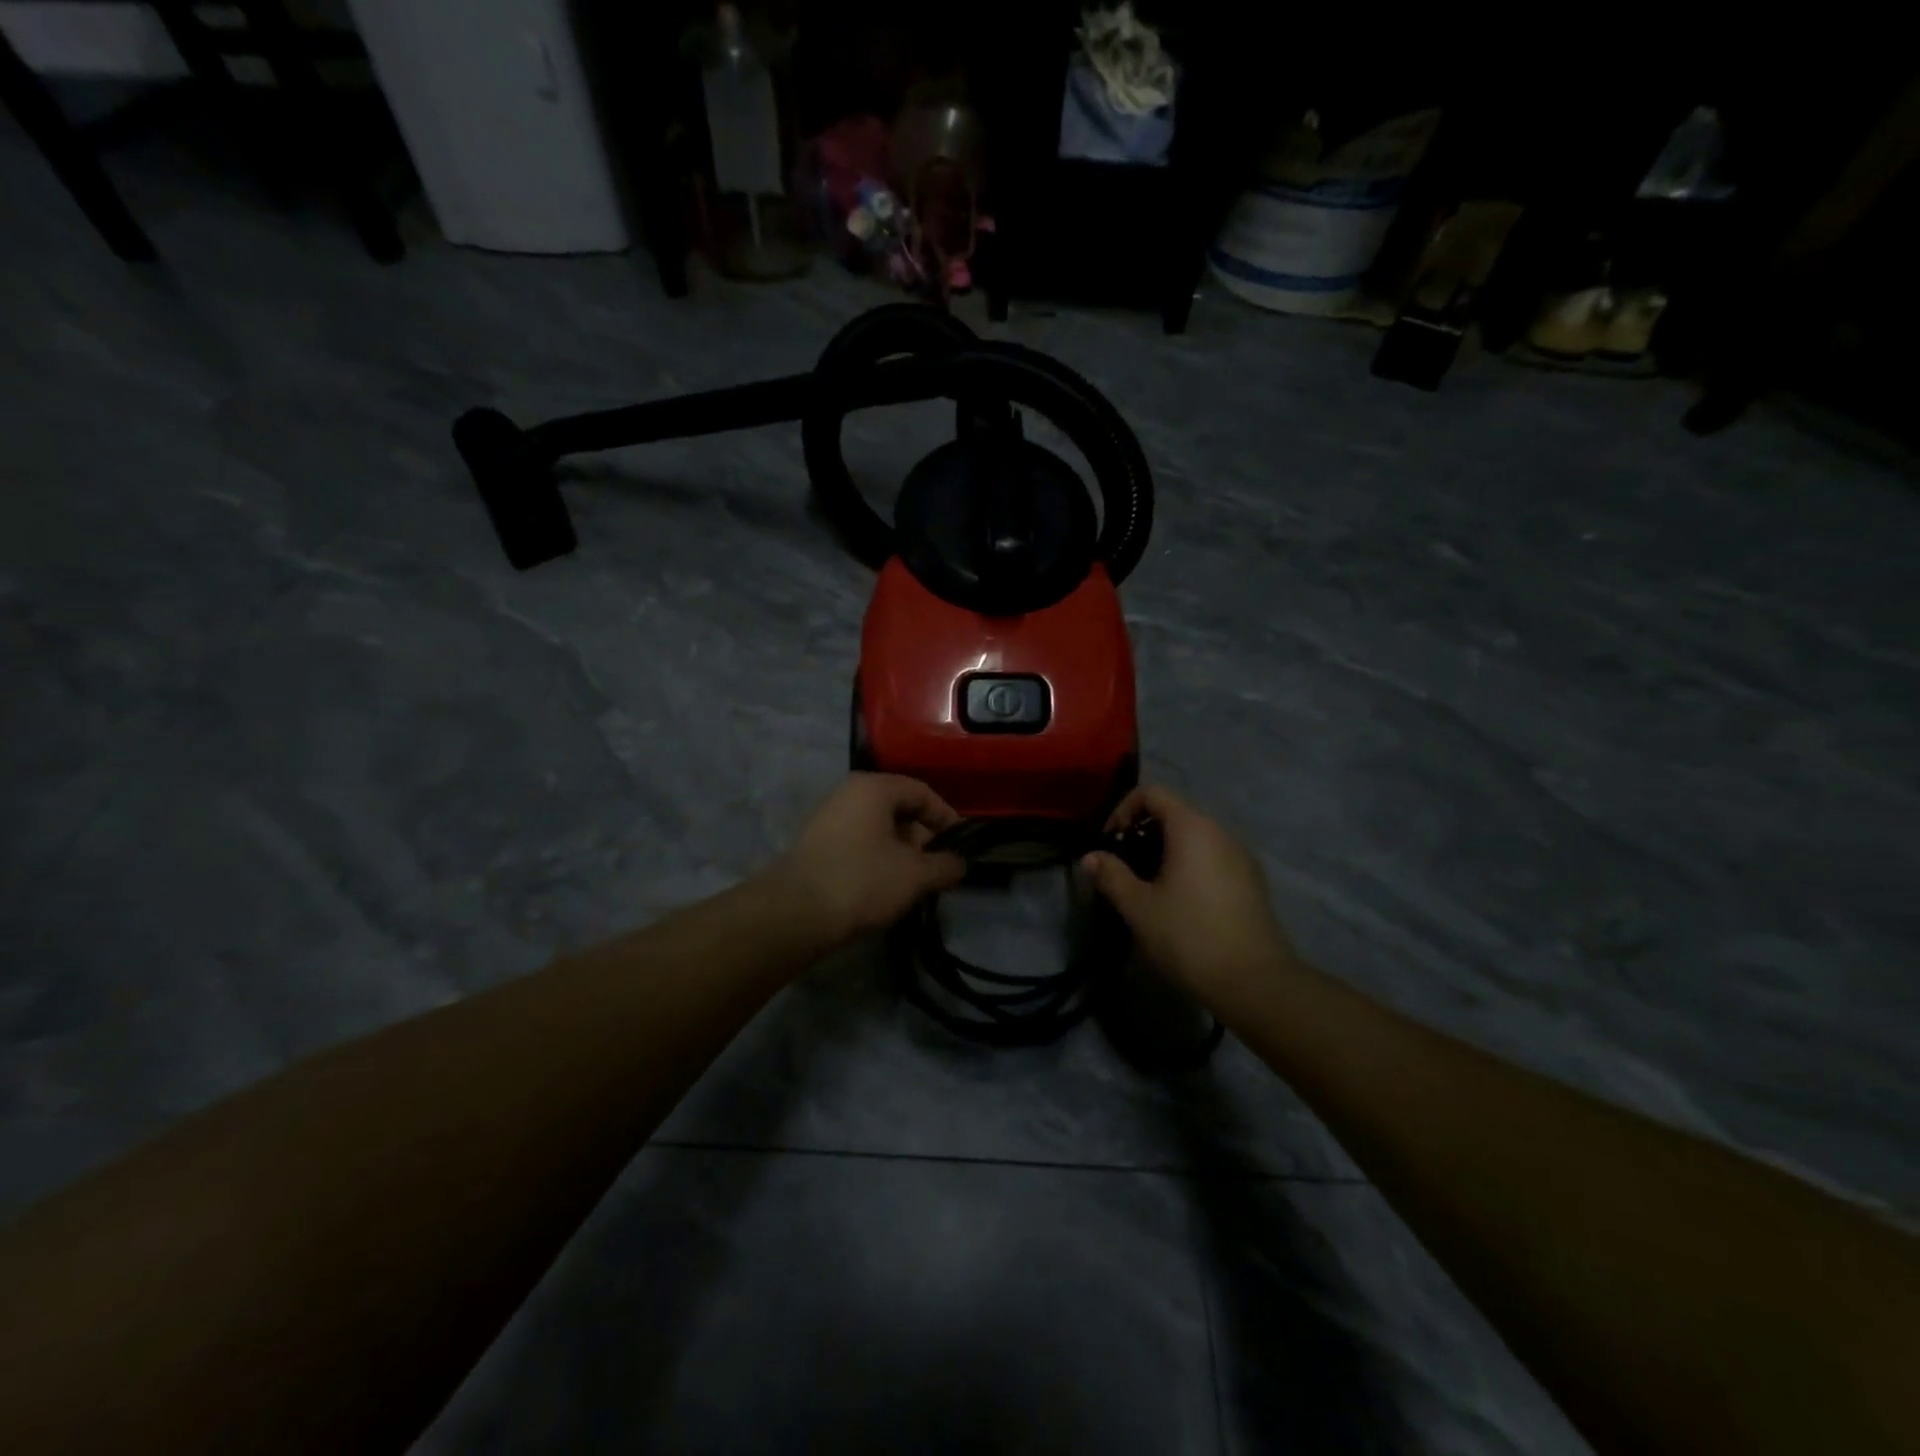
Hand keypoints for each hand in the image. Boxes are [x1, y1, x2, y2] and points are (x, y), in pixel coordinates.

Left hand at [771, 773, 967, 944]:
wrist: (796, 913)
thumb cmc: (862, 881)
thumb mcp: (915, 875)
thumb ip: (945, 865)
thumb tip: (959, 863)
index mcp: (874, 788)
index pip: (922, 792)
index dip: (947, 818)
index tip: (961, 846)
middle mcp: (849, 793)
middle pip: (899, 809)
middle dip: (923, 838)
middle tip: (937, 868)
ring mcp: (829, 817)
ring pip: (878, 828)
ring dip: (901, 851)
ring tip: (914, 882)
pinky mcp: (817, 843)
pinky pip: (859, 842)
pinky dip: (878, 858)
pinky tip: (885, 886)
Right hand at [1083, 785, 1297, 1003]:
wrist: (1254, 982)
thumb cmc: (1188, 935)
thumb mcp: (1139, 907)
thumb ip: (1111, 875)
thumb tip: (1091, 857)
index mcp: (1192, 827)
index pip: (1152, 793)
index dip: (1123, 810)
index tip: (1110, 843)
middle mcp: (1220, 831)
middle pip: (1174, 812)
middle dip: (1142, 832)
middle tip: (1123, 866)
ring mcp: (1241, 855)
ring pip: (1195, 836)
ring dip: (1165, 850)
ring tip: (1147, 886)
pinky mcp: (1252, 880)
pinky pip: (1212, 856)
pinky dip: (1189, 864)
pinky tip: (1179, 901)